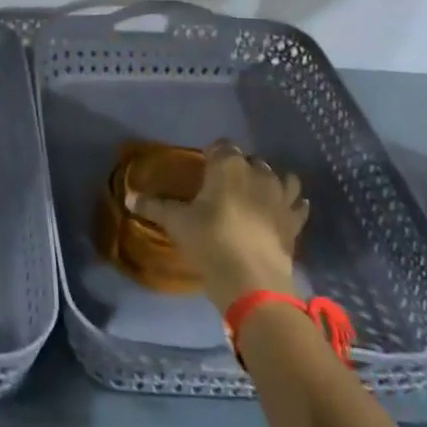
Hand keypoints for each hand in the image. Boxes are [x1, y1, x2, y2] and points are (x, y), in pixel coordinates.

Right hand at [125, 139, 309, 309]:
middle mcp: (258, 172)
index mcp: (228, 165)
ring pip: (281, 177)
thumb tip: (128, 197)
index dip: (212, 154)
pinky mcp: (295, 220)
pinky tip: (285, 209)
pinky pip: (298, 204)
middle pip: (250, 160)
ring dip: (269, 181)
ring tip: (256, 194)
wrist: (252, 280)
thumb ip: (153, 207)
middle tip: (223, 186)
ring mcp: (282, 196)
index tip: (203, 167)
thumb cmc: (209, 241)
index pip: (221, 146)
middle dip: (239, 167)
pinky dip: (293, 203)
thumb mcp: (176, 223)